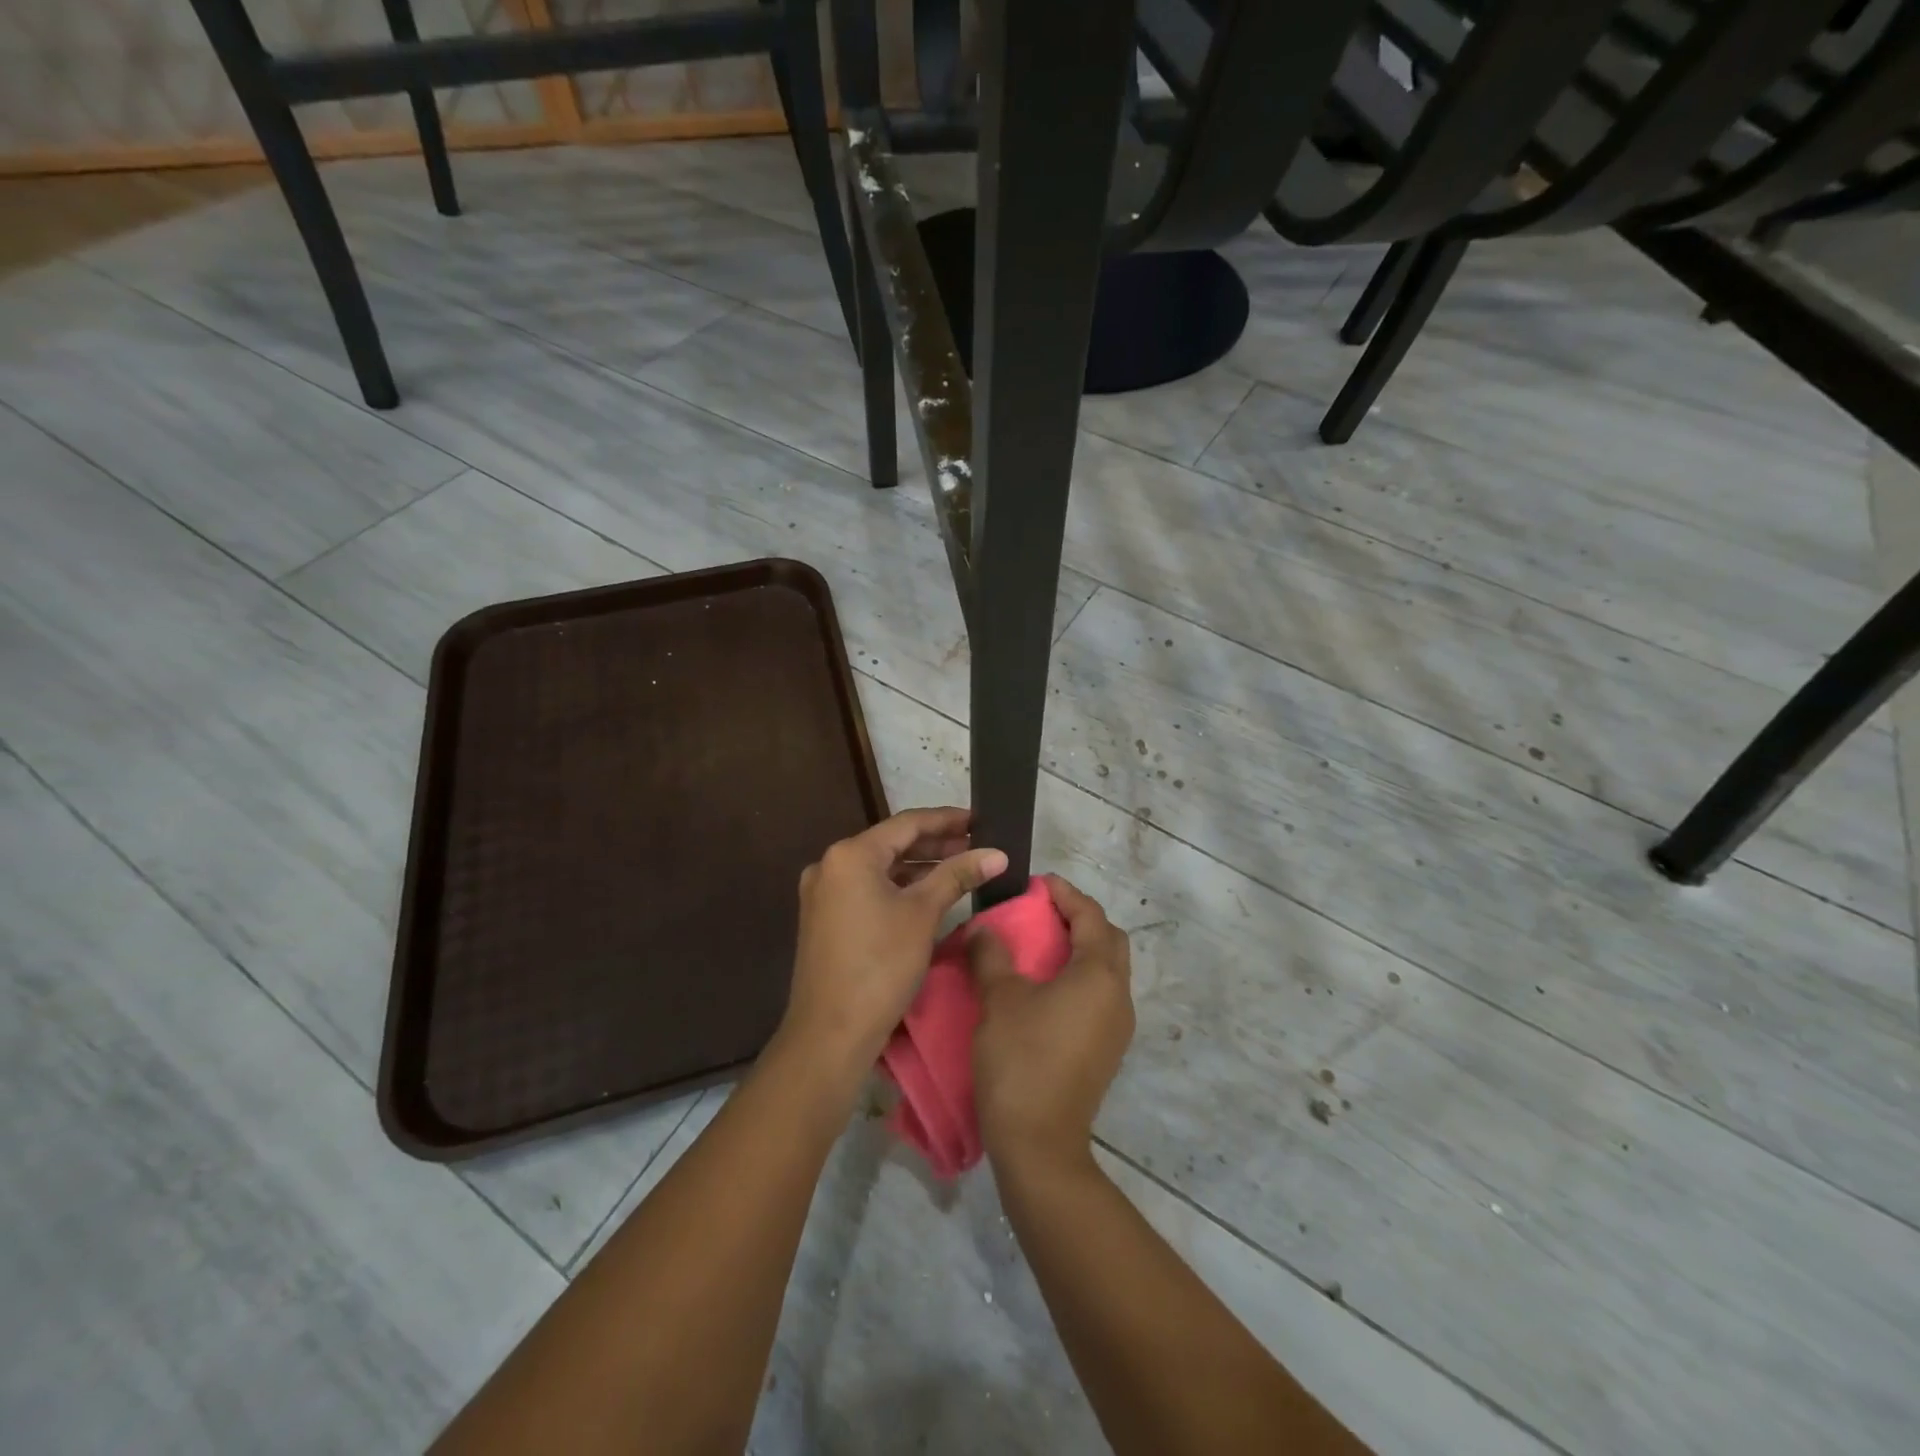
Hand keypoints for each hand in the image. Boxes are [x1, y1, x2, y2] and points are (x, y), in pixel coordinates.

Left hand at [780, 807, 1006, 1075]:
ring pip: (879, 868)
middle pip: (891, 843)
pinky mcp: (824, 918)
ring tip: (959, 866)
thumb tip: (997, 853)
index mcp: (850, 855)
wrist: (830, 1033)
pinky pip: (867, 889)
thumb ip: (958, 875)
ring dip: (918, 866)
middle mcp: (830, 865)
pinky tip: (926, 893)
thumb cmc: (880, 965)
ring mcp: (823, 893)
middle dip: (935, 844)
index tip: (979, 820)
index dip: (947, 819)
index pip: (907, 824)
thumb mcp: (923, 914)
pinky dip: (897, 887)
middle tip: (976, 845)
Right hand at [969, 874, 1133, 1171]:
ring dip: (1080, 949)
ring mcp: (1116, 1027)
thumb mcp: (999, 999)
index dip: (1066, 894)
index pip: (1091, 916)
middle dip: (1080, 919)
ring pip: (1106, 970)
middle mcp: (1119, 996)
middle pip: (1109, 940)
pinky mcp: (1106, 1050)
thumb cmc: (1021, 1060)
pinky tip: (1045, 987)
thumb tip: (984, 928)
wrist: (1040, 1144)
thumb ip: (992, 954)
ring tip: (1039, 945)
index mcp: (1099, 975)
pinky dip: (1078, 977)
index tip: (1037, 884)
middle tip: (1042, 912)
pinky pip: (1098, 996)